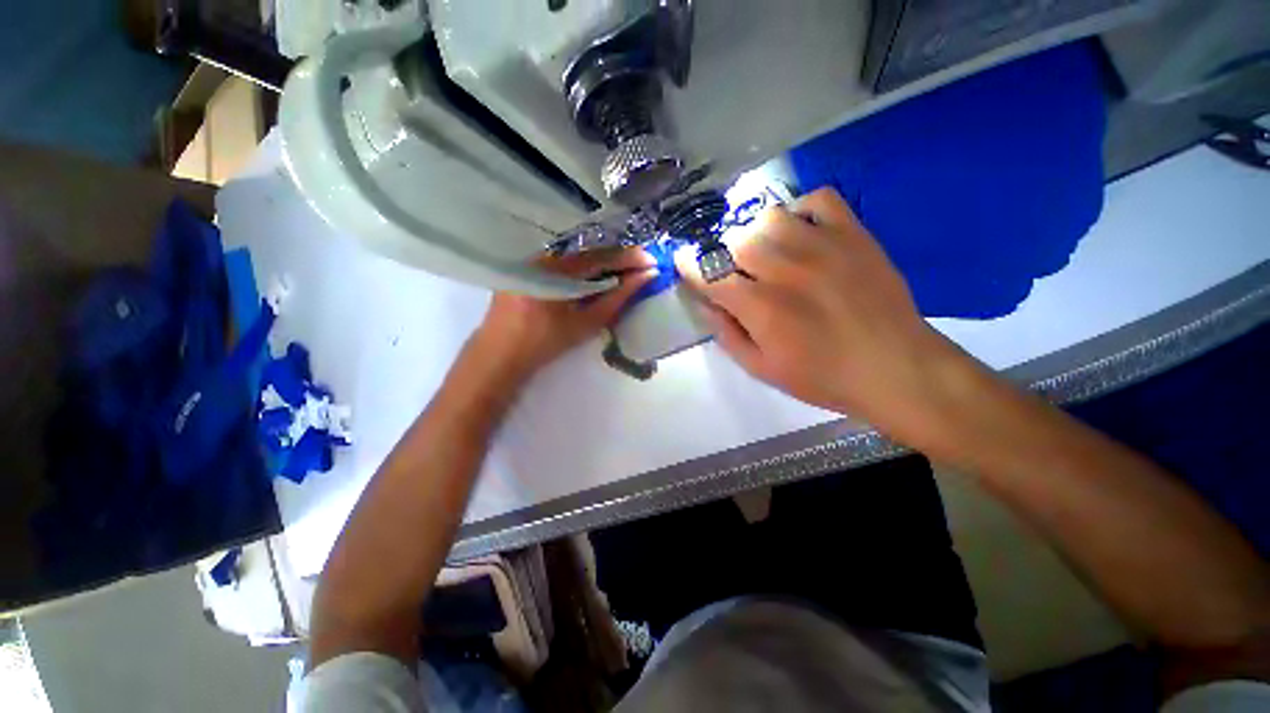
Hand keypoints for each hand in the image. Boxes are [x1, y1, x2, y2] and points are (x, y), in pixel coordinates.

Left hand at [469, 248, 656, 381]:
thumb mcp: (586, 324)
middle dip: (618, 258)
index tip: (652, 261)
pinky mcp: (527, 266)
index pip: (601, 257)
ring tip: (625, 270)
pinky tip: (597, 275)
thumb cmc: (545, 343)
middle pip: (589, 252)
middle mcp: (543, 256)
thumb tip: (644, 278)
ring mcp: (532, 259)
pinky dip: (584, 267)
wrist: (500, 354)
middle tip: (643, 265)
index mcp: (556, 270)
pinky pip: (564, 261)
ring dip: (602, 262)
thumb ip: (617, 299)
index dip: (629, 257)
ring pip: (577, 256)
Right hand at [675, 188, 972, 447]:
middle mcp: (786, 270)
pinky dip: (800, 210)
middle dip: (722, 253)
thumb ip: (727, 335)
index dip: (689, 266)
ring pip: (769, 216)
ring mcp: (822, 246)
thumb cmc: (822, 377)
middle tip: (732, 270)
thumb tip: (706, 303)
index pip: (710, 274)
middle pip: (735, 240)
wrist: (894, 368)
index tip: (684, 263)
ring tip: (765, 252)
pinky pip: (818, 199)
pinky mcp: (853, 234)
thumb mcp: (761, 369)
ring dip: (756, 233)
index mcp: (761, 308)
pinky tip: (801, 233)